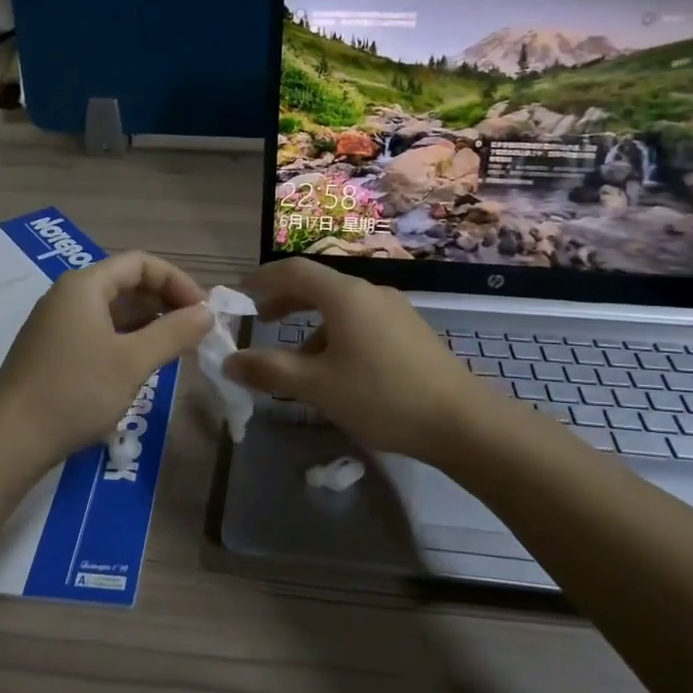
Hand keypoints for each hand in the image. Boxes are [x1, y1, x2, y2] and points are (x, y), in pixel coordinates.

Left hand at [0, 251, 211, 467]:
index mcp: (85, 286)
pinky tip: (143, 362)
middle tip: (195, 330)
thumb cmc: (76, 392)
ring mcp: (57, 323)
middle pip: (126, 283)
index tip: (203, 310)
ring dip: (148, 322)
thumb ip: (174, 333)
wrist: (10, 440)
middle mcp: (68, 295)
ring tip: (177, 347)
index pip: (140, 263)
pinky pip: (98, 330)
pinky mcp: (52, 350)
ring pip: (113, 310)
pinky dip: (127, 338)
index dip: (177, 281)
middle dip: (165, 302)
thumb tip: (207, 313)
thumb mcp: (133, 362)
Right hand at [223, 258, 482, 461]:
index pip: (294, 270)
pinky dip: (337, 337)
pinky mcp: (410, 334)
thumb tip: (230, 361)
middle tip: (261, 320)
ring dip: (311, 326)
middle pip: (318, 286)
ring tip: (297, 363)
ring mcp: (396, 312)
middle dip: (285, 301)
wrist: (462, 422)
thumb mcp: (317, 386)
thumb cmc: (381, 396)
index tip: (239, 293)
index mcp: (345, 296)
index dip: (262, 278)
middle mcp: (371, 293)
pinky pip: (362, 324)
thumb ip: (270, 371)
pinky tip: (337, 374)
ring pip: (341, 309)